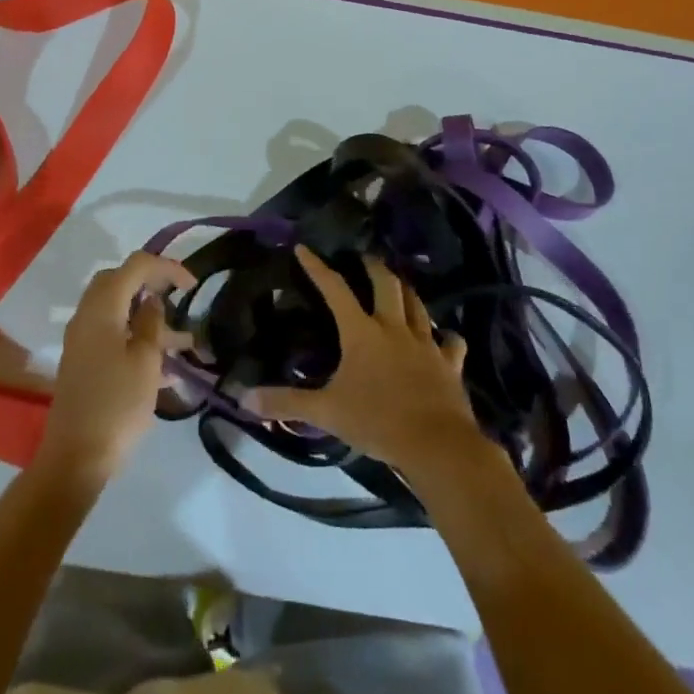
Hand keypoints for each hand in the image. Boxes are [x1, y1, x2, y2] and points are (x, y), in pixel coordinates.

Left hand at [36, 251, 195, 488]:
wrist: (76, 457)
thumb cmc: (116, 405)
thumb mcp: (145, 361)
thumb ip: (151, 323)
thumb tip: (152, 300)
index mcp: (102, 308)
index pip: (135, 266)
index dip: (166, 267)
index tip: (193, 285)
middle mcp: (87, 316)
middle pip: (119, 281)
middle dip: (152, 283)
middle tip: (179, 297)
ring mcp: (82, 340)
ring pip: (118, 311)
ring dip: (149, 317)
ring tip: (185, 341)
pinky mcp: (84, 362)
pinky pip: (113, 335)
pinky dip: (137, 338)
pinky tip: (166, 368)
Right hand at [246, 246, 487, 476]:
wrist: (437, 445)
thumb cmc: (377, 422)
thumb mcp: (326, 412)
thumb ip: (285, 403)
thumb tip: (242, 397)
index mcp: (362, 333)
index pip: (335, 290)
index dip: (318, 268)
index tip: (305, 248)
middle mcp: (394, 328)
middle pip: (386, 284)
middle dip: (374, 266)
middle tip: (366, 257)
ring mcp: (426, 344)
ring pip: (418, 306)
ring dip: (407, 292)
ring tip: (400, 285)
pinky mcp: (450, 364)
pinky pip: (450, 343)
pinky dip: (446, 337)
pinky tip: (444, 337)